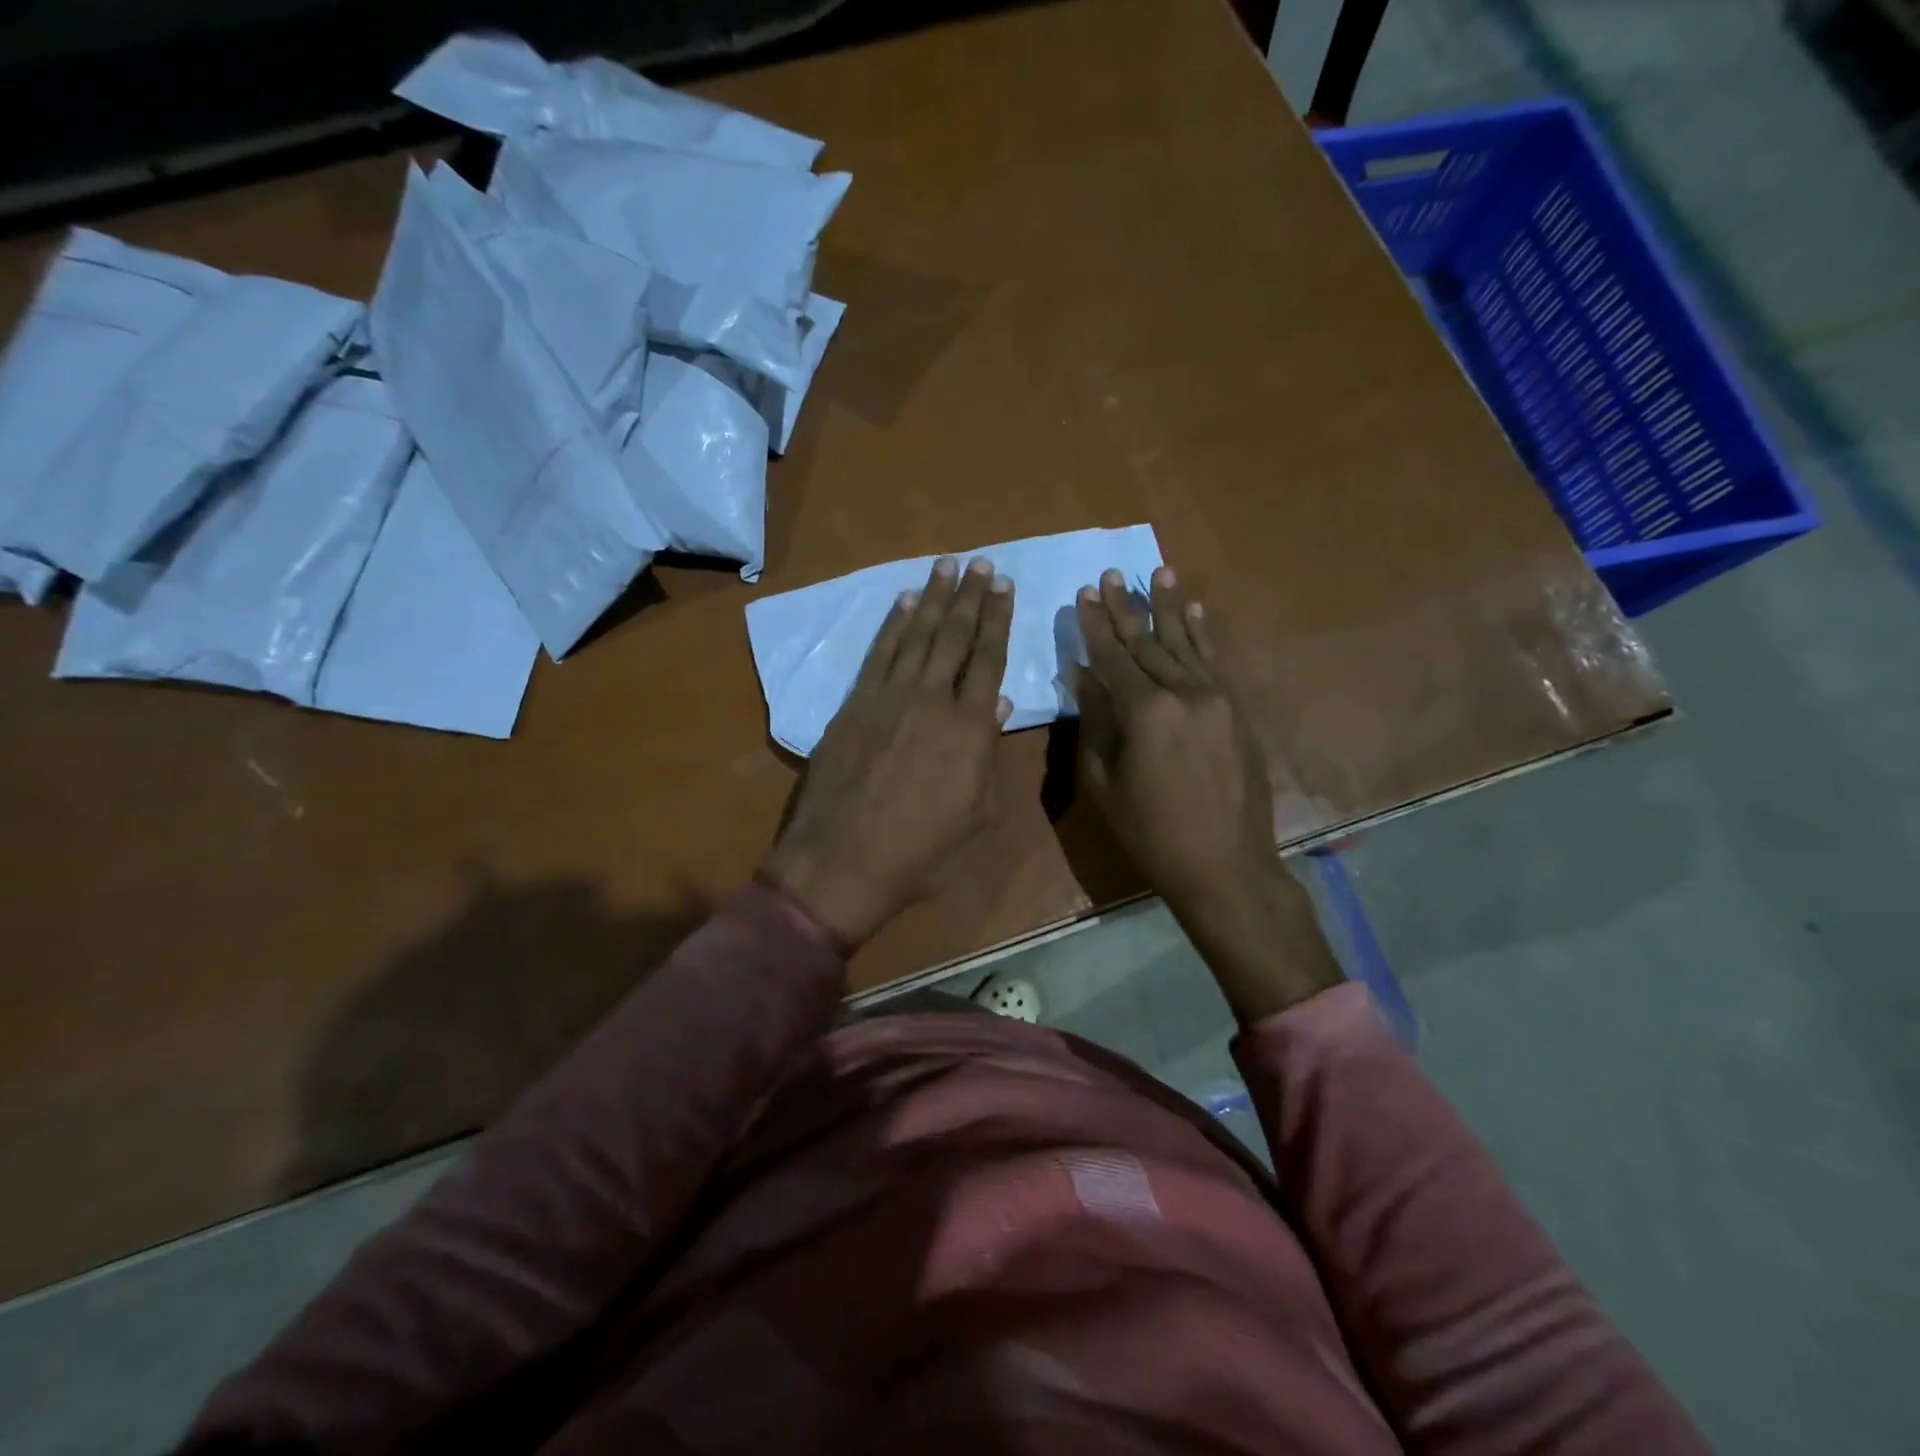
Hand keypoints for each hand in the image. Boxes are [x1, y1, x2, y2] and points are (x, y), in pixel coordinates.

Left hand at [762, 556, 1013, 948]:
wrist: (844, 859)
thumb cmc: (921, 851)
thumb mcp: (976, 814)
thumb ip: (988, 756)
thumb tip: (996, 702)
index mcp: (970, 728)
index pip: (989, 659)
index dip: (998, 620)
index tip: (1005, 587)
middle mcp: (932, 699)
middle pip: (955, 636)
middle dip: (971, 596)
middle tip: (982, 563)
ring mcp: (889, 697)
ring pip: (917, 635)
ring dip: (934, 598)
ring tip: (947, 566)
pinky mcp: (854, 703)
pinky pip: (879, 653)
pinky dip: (892, 624)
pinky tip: (904, 601)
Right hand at [1075, 567, 1341, 1019]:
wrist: (1225, 864)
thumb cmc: (1151, 833)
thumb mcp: (1105, 783)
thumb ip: (1095, 723)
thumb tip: (1084, 676)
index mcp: (1146, 712)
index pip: (1113, 657)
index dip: (1095, 626)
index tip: (1083, 593)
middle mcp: (1185, 693)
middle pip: (1148, 643)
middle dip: (1126, 609)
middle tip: (1110, 574)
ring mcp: (1217, 698)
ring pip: (1185, 643)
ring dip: (1168, 607)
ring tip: (1157, 571)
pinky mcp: (1237, 710)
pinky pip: (1215, 662)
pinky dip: (1202, 634)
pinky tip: (1194, 610)